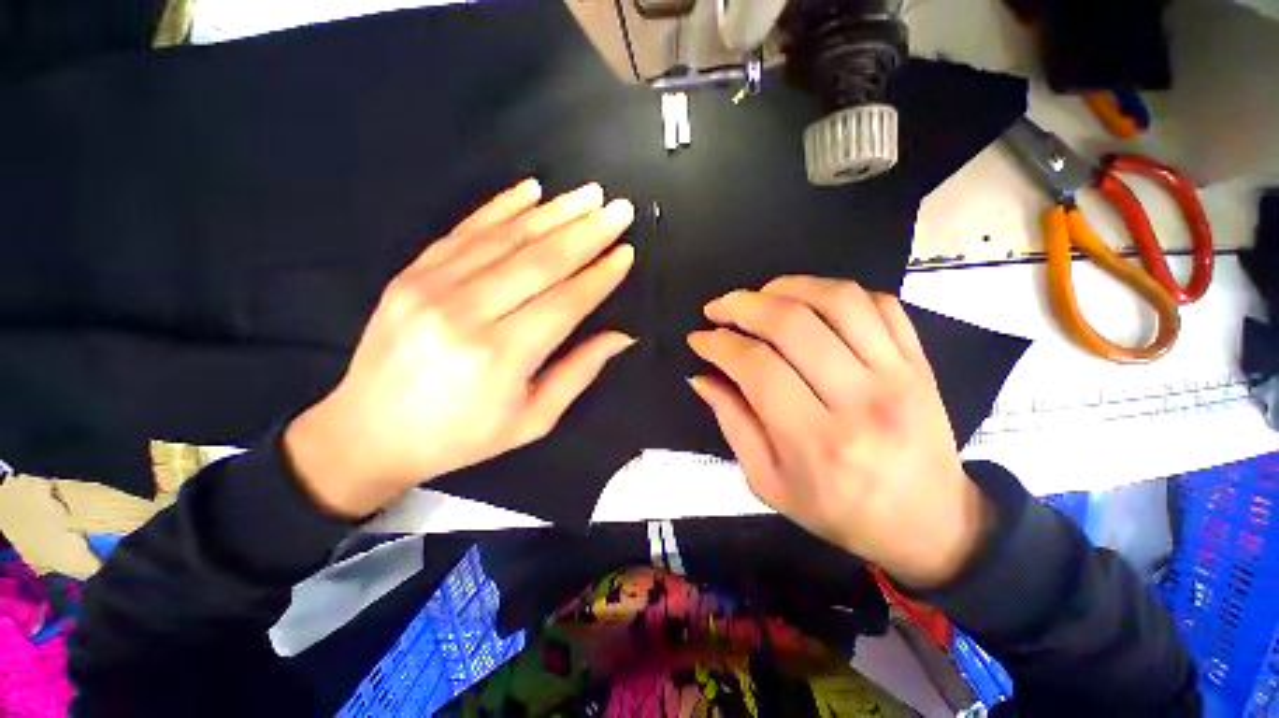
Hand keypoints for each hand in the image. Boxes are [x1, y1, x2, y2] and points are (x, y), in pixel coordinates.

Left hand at [285, 179, 636, 519]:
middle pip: (541, 261)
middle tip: (619, 210)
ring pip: (507, 238)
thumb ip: (578, 373)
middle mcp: (467, 314)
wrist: (369, 434)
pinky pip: (465, 231)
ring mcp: (431, 287)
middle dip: (587, 232)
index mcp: (500, 357)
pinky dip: (501, 207)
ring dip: (554, 212)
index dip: (600, 276)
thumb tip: (620, 337)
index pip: (566, 302)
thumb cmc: (461, 437)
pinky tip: (531, 190)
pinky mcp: (411, 274)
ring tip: (589, 195)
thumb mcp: (531, 420)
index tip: (626, 253)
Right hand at [688, 277, 993, 588]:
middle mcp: (859, 399)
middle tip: (717, 309)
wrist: (928, 524)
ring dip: (787, 287)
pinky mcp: (919, 362)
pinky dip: (835, 292)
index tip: (698, 339)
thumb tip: (702, 377)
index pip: (756, 366)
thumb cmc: (839, 512)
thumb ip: (733, 424)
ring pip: (837, 300)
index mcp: (816, 440)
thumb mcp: (769, 482)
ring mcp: (898, 374)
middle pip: (791, 323)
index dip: (718, 344)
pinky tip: (809, 302)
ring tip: (759, 296)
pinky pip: (880, 303)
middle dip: (742, 305)